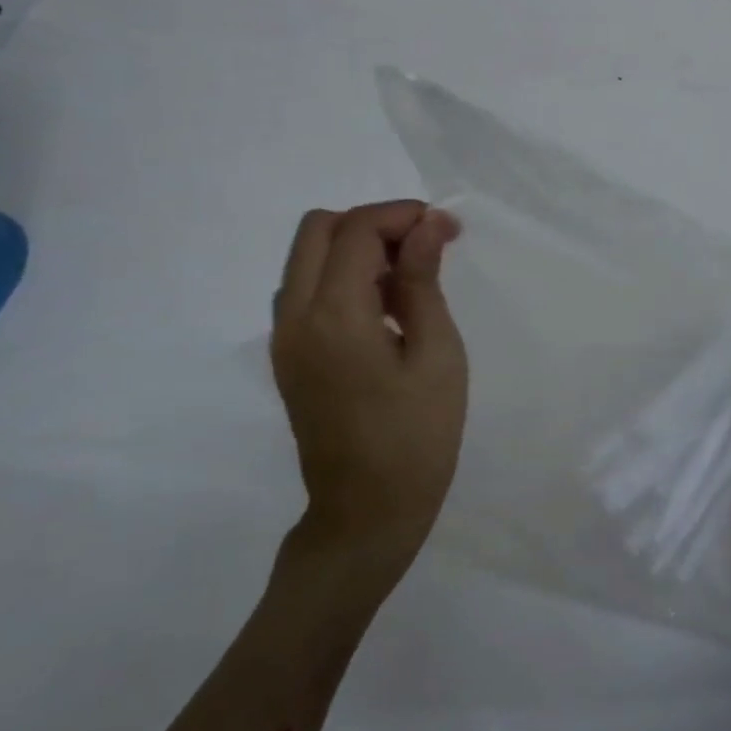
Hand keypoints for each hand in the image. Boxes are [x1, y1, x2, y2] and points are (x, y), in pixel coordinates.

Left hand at [271, 201, 466, 587]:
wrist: (366, 514)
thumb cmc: (417, 437)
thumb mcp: (437, 354)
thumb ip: (423, 281)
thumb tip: (428, 224)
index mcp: (334, 316)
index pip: (357, 230)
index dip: (403, 216)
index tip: (447, 230)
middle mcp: (294, 317)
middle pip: (318, 229)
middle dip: (374, 223)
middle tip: (424, 248)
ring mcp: (284, 338)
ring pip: (308, 257)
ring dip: (356, 248)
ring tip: (409, 280)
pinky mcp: (288, 356)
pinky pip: (306, 289)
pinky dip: (342, 277)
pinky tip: (384, 310)